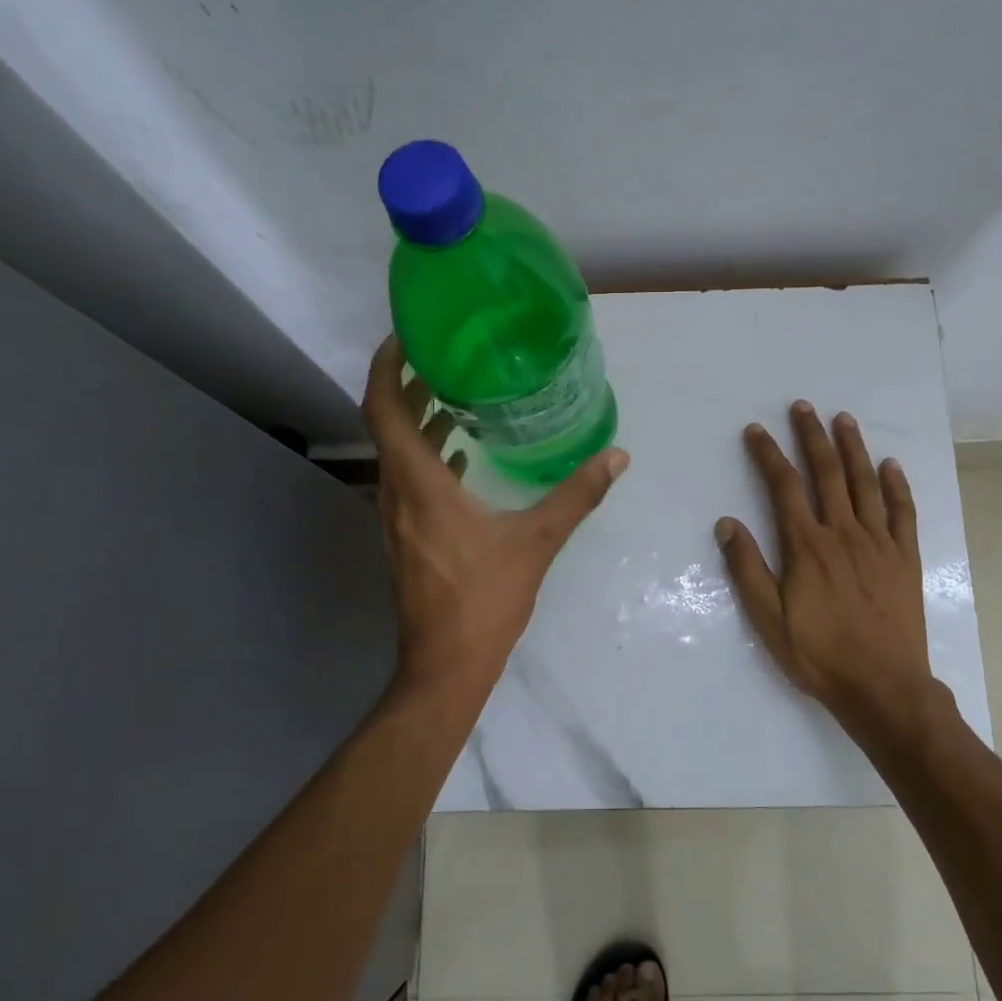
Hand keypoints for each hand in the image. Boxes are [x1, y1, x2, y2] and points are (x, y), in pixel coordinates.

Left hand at [363, 337, 628, 695]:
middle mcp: (396, 494)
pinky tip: (458, 454)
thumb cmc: (484, 600)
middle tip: (442, 355)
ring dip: (415, 421)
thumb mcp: (536, 542)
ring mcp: (395, 518)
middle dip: (406, 385)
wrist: (446, 664)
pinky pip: (407, 479)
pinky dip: (425, 455)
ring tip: (452, 394)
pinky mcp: (405, 537)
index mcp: (419, 484)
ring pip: (395, 453)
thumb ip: (577, 496)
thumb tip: (617, 457)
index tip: (407, 336)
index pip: (383, 408)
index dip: (388, 367)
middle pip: (385, 424)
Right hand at [715, 401, 933, 739]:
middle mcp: (843, 533)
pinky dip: (897, 485)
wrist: (883, 687)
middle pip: (826, 473)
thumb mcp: (768, 619)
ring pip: (865, 483)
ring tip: (843, 419)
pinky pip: (903, 512)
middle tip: (802, 406)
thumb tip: (726, 523)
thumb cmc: (819, 655)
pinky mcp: (905, 558)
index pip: (784, 486)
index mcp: (807, 546)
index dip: (768, 454)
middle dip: (812, 436)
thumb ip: (747, 568)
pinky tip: (890, 465)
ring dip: (853, 448)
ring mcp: (879, 543)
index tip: (756, 430)